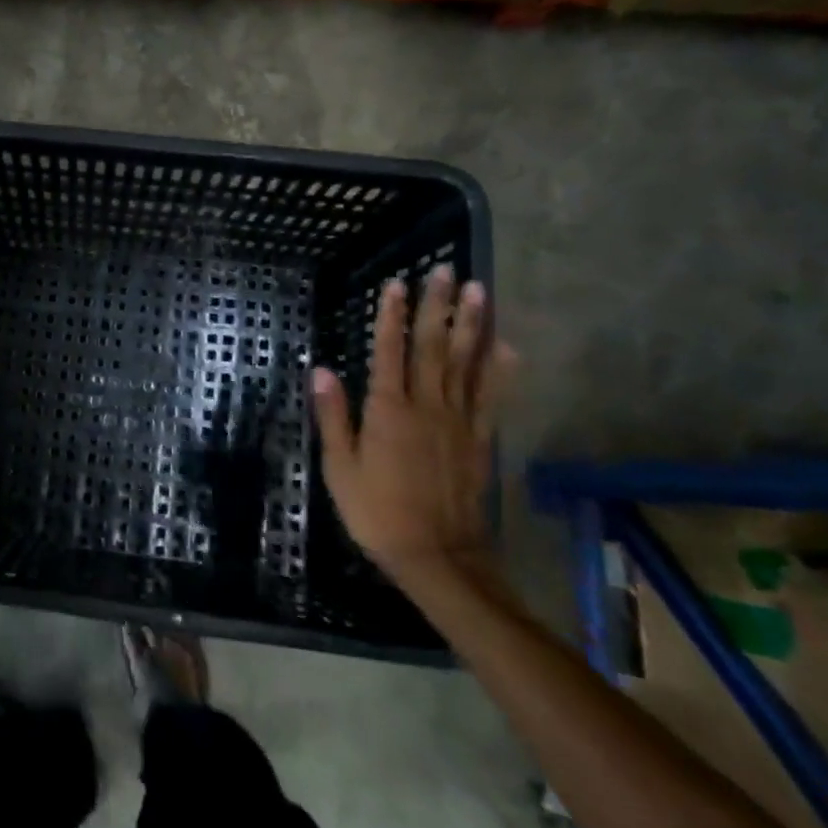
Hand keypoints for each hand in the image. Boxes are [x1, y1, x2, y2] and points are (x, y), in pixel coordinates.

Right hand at [311, 266, 512, 588]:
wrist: (438, 556)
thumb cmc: (377, 512)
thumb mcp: (340, 468)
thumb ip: (334, 417)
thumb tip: (322, 370)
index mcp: (388, 411)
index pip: (389, 352)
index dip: (391, 316)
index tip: (396, 283)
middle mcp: (426, 406)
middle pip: (432, 347)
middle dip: (437, 307)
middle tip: (445, 271)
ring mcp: (458, 421)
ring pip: (466, 363)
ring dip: (471, 325)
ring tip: (479, 291)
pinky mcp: (480, 439)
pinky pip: (491, 396)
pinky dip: (499, 369)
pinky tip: (506, 346)